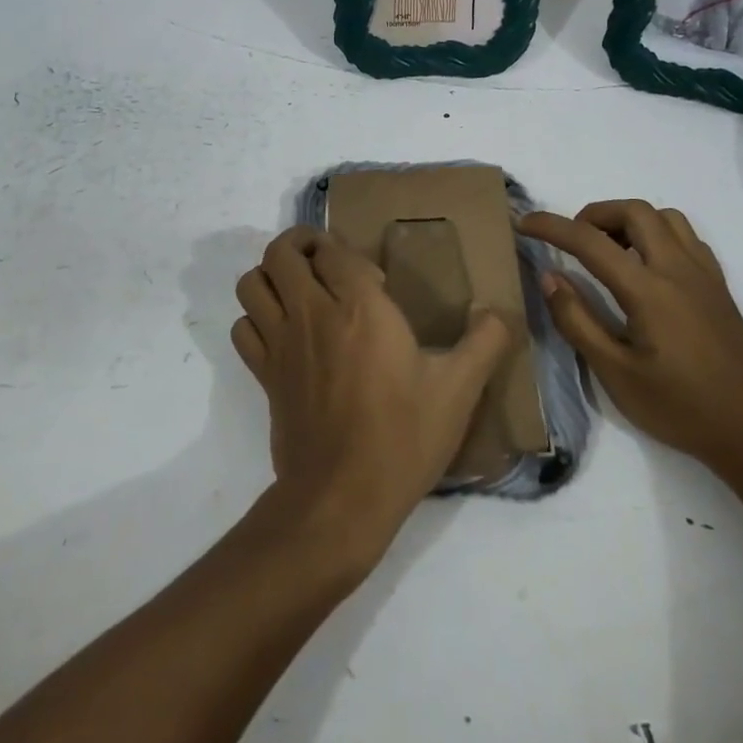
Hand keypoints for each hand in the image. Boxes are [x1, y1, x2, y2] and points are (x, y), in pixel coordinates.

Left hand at [232, 227, 513, 569]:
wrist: (343, 499)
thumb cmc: (403, 437)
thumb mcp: (459, 390)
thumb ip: (485, 342)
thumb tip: (499, 312)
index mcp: (359, 306)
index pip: (332, 250)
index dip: (345, 252)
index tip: (371, 278)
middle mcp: (312, 313)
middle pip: (281, 252)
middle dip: (300, 244)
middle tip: (325, 260)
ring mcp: (281, 343)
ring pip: (252, 283)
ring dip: (271, 275)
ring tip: (298, 287)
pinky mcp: (264, 374)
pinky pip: (243, 327)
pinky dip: (256, 318)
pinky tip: (282, 332)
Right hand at [519, 200, 742, 478]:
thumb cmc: (681, 408)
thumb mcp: (616, 374)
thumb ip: (578, 321)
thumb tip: (550, 277)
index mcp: (649, 290)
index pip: (590, 241)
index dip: (552, 226)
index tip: (524, 222)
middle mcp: (678, 269)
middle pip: (634, 211)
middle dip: (595, 214)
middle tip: (573, 240)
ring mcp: (704, 274)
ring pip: (665, 217)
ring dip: (629, 220)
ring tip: (609, 250)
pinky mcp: (719, 286)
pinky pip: (686, 237)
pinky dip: (657, 234)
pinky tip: (646, 267)